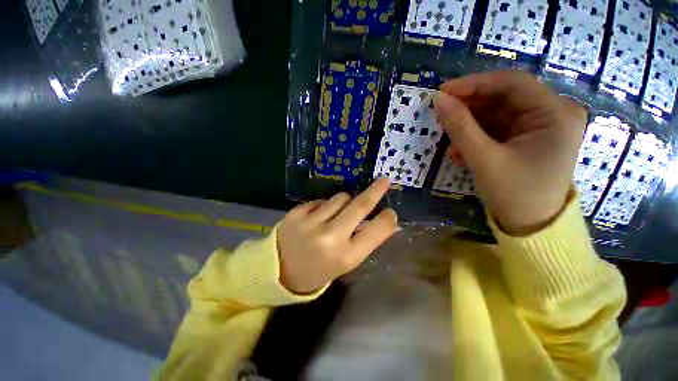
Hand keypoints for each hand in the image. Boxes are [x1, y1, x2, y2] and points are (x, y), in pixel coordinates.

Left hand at [277, 178, 397, 293]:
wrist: (278, 270)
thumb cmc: (317, 270)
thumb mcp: (344, 262)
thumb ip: (365, 241)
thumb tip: (386, 223)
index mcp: (346, 256)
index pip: (376, 231)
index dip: (387, 219)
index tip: (390, 212)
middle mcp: (330, 237)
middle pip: (360, 205)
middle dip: (375, 191)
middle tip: (384, 180)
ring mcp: (311, 222)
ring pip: (341, 197)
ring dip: (345, 202)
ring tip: (336, 215)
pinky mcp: (297, 212)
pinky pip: (322, 200)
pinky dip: (325, 206)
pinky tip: (318, 217)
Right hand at [434, 70, 586, 234]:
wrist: (531, 226)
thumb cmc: (514, 194)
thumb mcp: (483, 158)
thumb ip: (459, 127)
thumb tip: (438, 100)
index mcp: (555, 113)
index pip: (512, 83)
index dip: (474, 84)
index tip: (442, 92)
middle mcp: (553, 113)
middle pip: (504, 98)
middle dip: (470, 108)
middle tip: (441, 116)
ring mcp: (542, 126)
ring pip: (497, 114)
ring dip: (470, 127)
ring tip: (451, 145)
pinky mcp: (529, 138)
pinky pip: (498, 129)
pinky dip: (477, 138)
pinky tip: (461, 153)